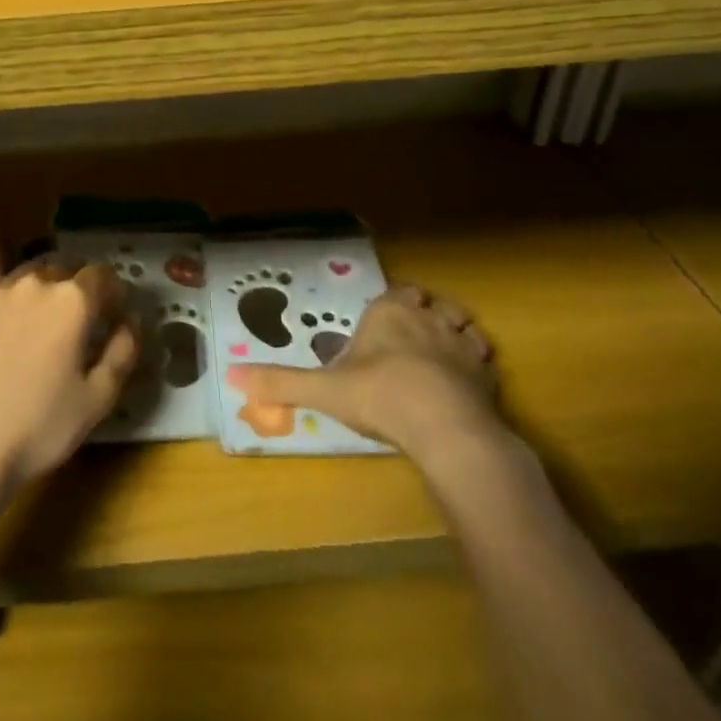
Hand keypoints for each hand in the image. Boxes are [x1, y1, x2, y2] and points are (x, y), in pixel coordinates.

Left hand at [0, 258, 139, 494]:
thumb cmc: (41, 427)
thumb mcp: (99, 397)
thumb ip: (123, 350)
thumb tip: (131, 320)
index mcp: (71, 300)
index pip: (102, 274)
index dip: (112, 291)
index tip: (112, 313)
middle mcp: (32, 284)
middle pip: (62, 268)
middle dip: (75, 287)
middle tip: (76, 321)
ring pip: (25, 278)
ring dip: (39, 293)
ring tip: (37, 328)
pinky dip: (5, 310)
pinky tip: (0, 343)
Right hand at [228, 285, 510, 478]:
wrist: (444, 427)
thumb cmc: (379, 396)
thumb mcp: (322, 390)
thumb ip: (280, 382)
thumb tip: (232, 375)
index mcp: (388, 311)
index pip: (395, 293)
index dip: (392, 304)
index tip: (384, 319)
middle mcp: (427, 316)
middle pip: (430, 302)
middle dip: (423, 313)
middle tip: (411, 335)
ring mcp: (461, 342)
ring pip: (462, 323)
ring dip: (454, 333)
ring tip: (443, 353)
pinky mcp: (488, 372)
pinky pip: (485, 357)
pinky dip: (477, 364)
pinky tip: (467, 383)